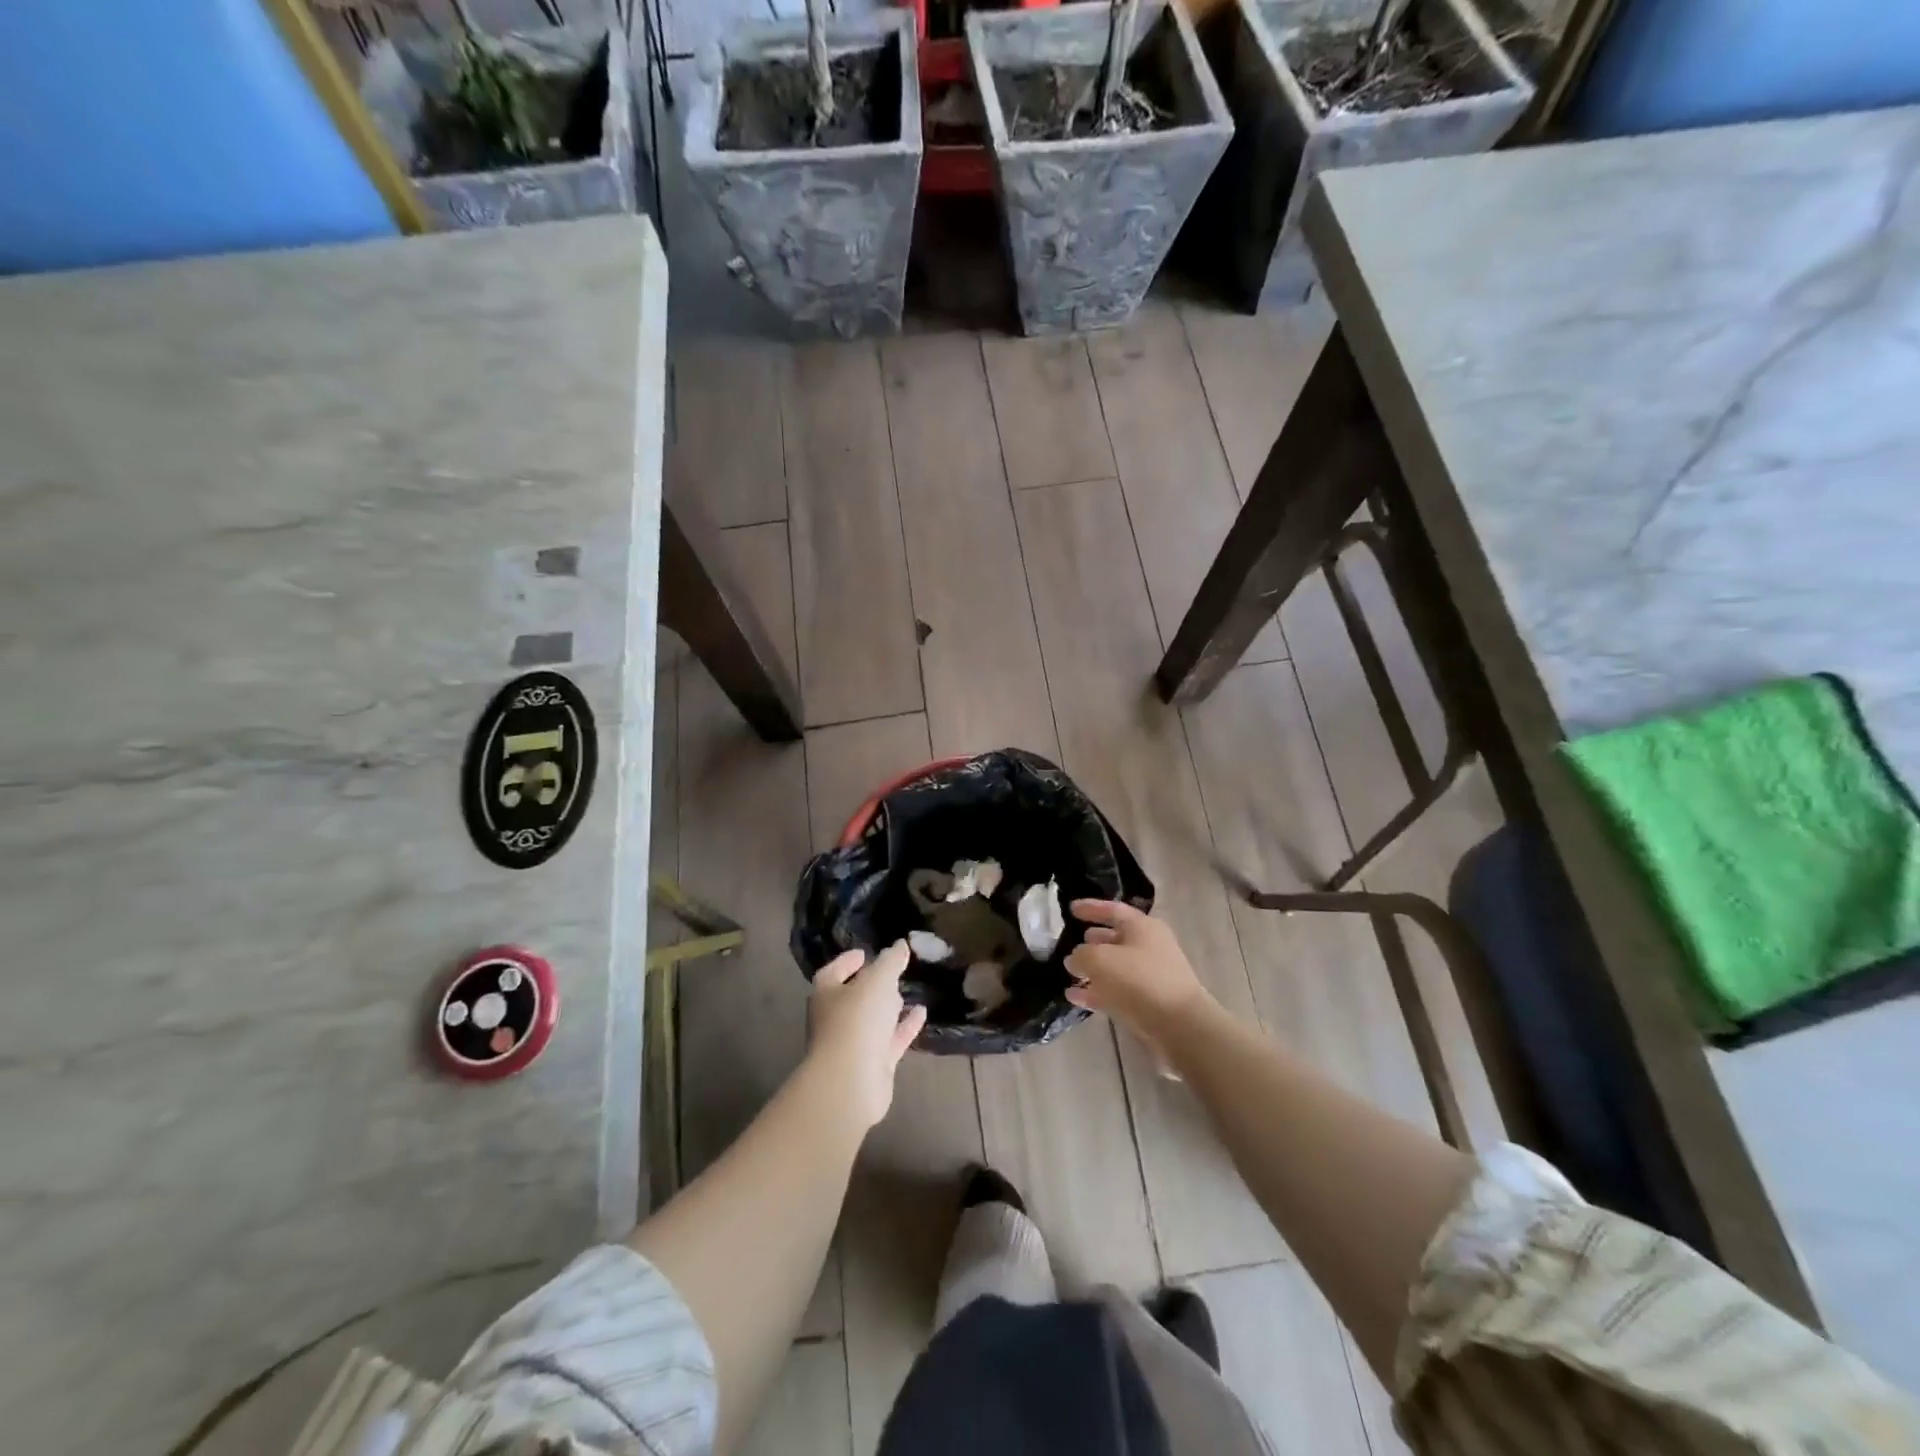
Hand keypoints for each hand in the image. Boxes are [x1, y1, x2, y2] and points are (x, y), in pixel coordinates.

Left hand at [805, 941, 927, 1129]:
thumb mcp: (878, 980)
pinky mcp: (872, 1064)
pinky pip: (890, 1040)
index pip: (833, 972)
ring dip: (888, 1008)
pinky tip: (922, 1013)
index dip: (848, 961)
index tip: (865, 953)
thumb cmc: (857, 1020)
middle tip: (892, 973)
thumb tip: (900, 945)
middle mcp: (835, 1018)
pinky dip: (904, 1026)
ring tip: (907, 992)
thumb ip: (891, 961)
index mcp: (826, 994)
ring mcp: (853, 1044)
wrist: (851, 1081)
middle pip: (853, 997)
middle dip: (871, 985)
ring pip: (872, 1021)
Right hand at [1064, 900, 1212, 1038]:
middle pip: (1115, 938)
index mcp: (1142, 927)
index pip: (1113, 910)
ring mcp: (1149, 976)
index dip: (1091, 907)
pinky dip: (1096, 992)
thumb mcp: (1101, 960)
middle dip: (1092, 941)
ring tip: (1069, 973)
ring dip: (1092, 970)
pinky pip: (1116, 991)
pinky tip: (1074, 997)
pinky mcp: (1148, 1002)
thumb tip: (1074, 959)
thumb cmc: (1140, 980)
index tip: (1070, 909)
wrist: (1180, 1026)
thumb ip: (1081, 955)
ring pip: (1115, 967)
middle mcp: (1148, 947)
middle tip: (1071, 943)